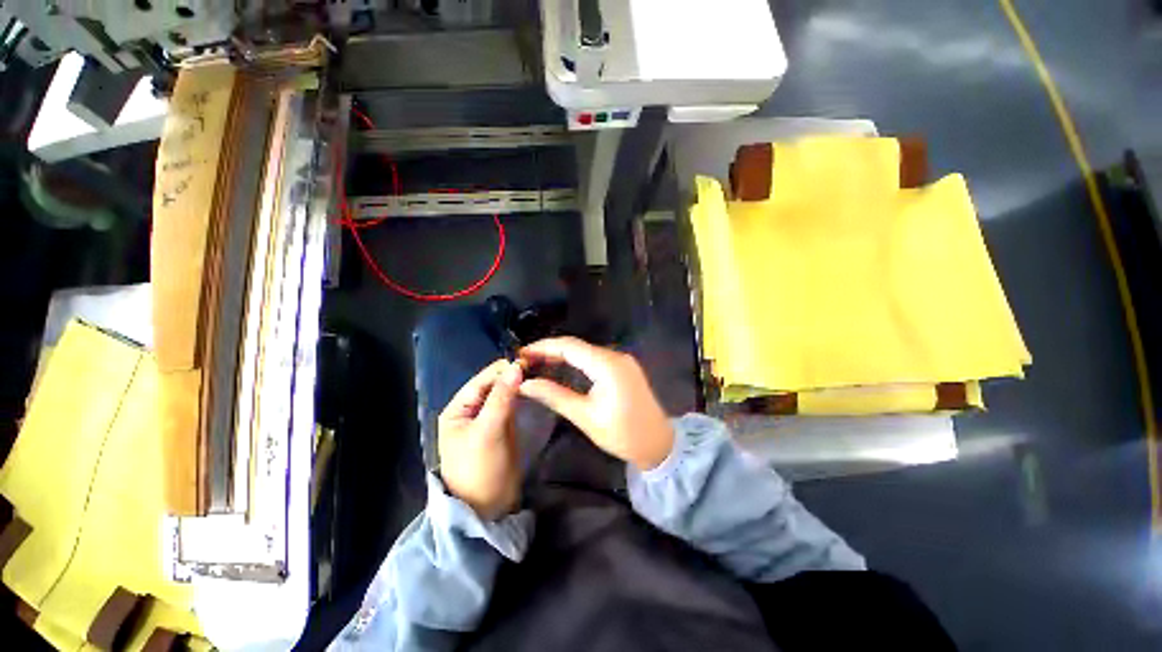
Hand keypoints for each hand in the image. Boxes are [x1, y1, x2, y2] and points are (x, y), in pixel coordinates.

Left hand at [437, 359, 523, 519]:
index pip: (483, 379)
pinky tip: (535, 390)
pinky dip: (522, 397)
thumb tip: (517, 366)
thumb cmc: (481, 470)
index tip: (529, 360)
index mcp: (458, 409)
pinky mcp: (501, 427)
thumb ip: (502, 397)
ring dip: (519, 384)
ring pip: (504, 394)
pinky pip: (511, 405)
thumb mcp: (488, 431)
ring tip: (540, 374)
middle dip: (513, 375)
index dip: (504, 368)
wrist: (488, 509)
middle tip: (539, 366)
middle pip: (493, 384)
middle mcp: (471, 410)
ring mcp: (487, 418)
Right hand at [518, 337, 673, 470]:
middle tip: (525, 360)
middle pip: (577, 346)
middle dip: (550, 350)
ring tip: (537, 363)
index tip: (521, 353)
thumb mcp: (584, 416)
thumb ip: (554, 395)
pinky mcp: (623, 367)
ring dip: (562, 355)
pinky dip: (576, 361)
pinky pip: (595, 358)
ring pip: (585, 351)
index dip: (543, 347)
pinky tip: (561, 368)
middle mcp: (615, 355)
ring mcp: (622, 360)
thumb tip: (525, 384)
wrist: (658, 444)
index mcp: (607, 364)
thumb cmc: (621, 434)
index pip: (569, 346)